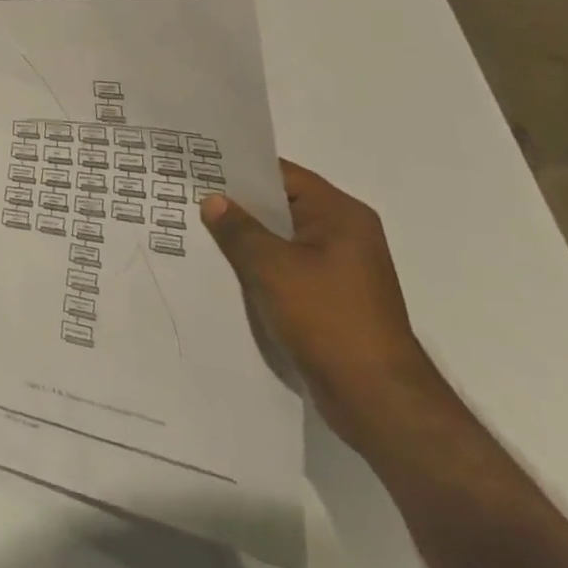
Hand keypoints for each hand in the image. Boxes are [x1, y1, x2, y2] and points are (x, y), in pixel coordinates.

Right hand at [201, 161, 438, 448]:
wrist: (377, 400)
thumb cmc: (328, 320)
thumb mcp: (272, 267)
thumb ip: (239, 229)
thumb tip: (213, 200)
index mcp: (340, 215)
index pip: (282, 174)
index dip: (240, 169)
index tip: (199, 166)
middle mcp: (345, 234)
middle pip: (281, 205)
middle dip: (238, 204)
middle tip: (189, 195)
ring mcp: (340, 268)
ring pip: (281, 238)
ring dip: (247, 238)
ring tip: (198, 229)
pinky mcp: (332, 298)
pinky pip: (287, 267)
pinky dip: (260, 264)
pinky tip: (226, 268)